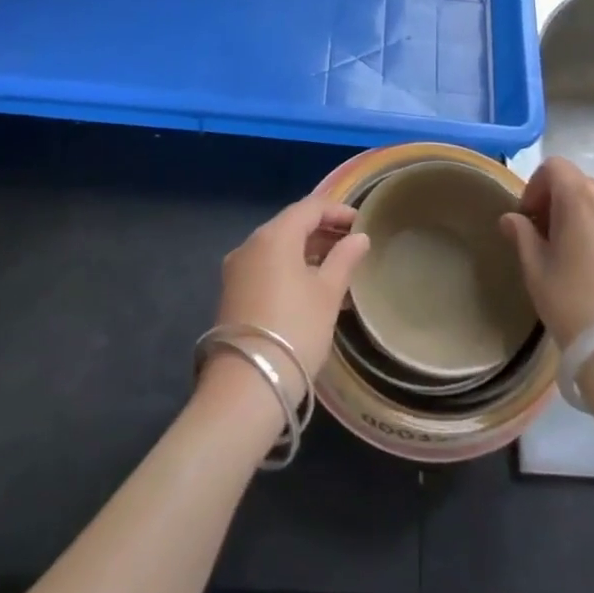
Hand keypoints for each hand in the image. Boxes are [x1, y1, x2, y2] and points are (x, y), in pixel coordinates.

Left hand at [207, 196, 368, 399]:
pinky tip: (310, 286)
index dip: (337, 210)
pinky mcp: (232, 293)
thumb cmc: (295, 330)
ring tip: (337, 267)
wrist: (247, 385)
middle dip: (322, 230)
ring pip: (277, 247)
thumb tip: (359, 237)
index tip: (361, 223)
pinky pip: (266, 267)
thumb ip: (344, 259)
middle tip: (352, 244)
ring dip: (307, 251)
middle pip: (291, 225)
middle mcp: (250, 244)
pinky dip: (290, 267)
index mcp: (274, 236)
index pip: (309, 207)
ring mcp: (237, 269)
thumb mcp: (327, 293)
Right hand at [500, 156, 593, 347]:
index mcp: (582, 196)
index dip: (538, 187)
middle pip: (584, 186)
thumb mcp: (537, 271)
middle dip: (565, 206)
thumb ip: (522, 235)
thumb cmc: (575, 306)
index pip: (555, 167)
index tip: (532, 218)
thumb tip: (512, 218)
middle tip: (556, 242)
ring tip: (589, 258)